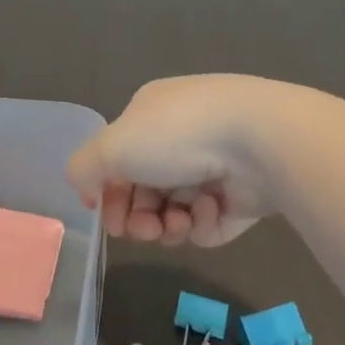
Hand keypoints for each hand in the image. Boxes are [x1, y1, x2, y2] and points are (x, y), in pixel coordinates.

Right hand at [68, 75, 304, 247]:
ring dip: (168, 224)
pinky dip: (204, 223)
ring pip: (176, 210)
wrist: (259, 142)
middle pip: (146, 190)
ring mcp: (216, 165)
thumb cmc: (177, 135)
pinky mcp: (243, 197)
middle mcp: (183, 136)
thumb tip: (89, 190)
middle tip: (141, 231)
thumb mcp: (112, 145)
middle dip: (138, 216)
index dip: (108, 191)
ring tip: (176, 224)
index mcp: (151, 114)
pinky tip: (209, 212)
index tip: (107, 217)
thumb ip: (85, 167)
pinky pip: (210, 222)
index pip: (119, 157)